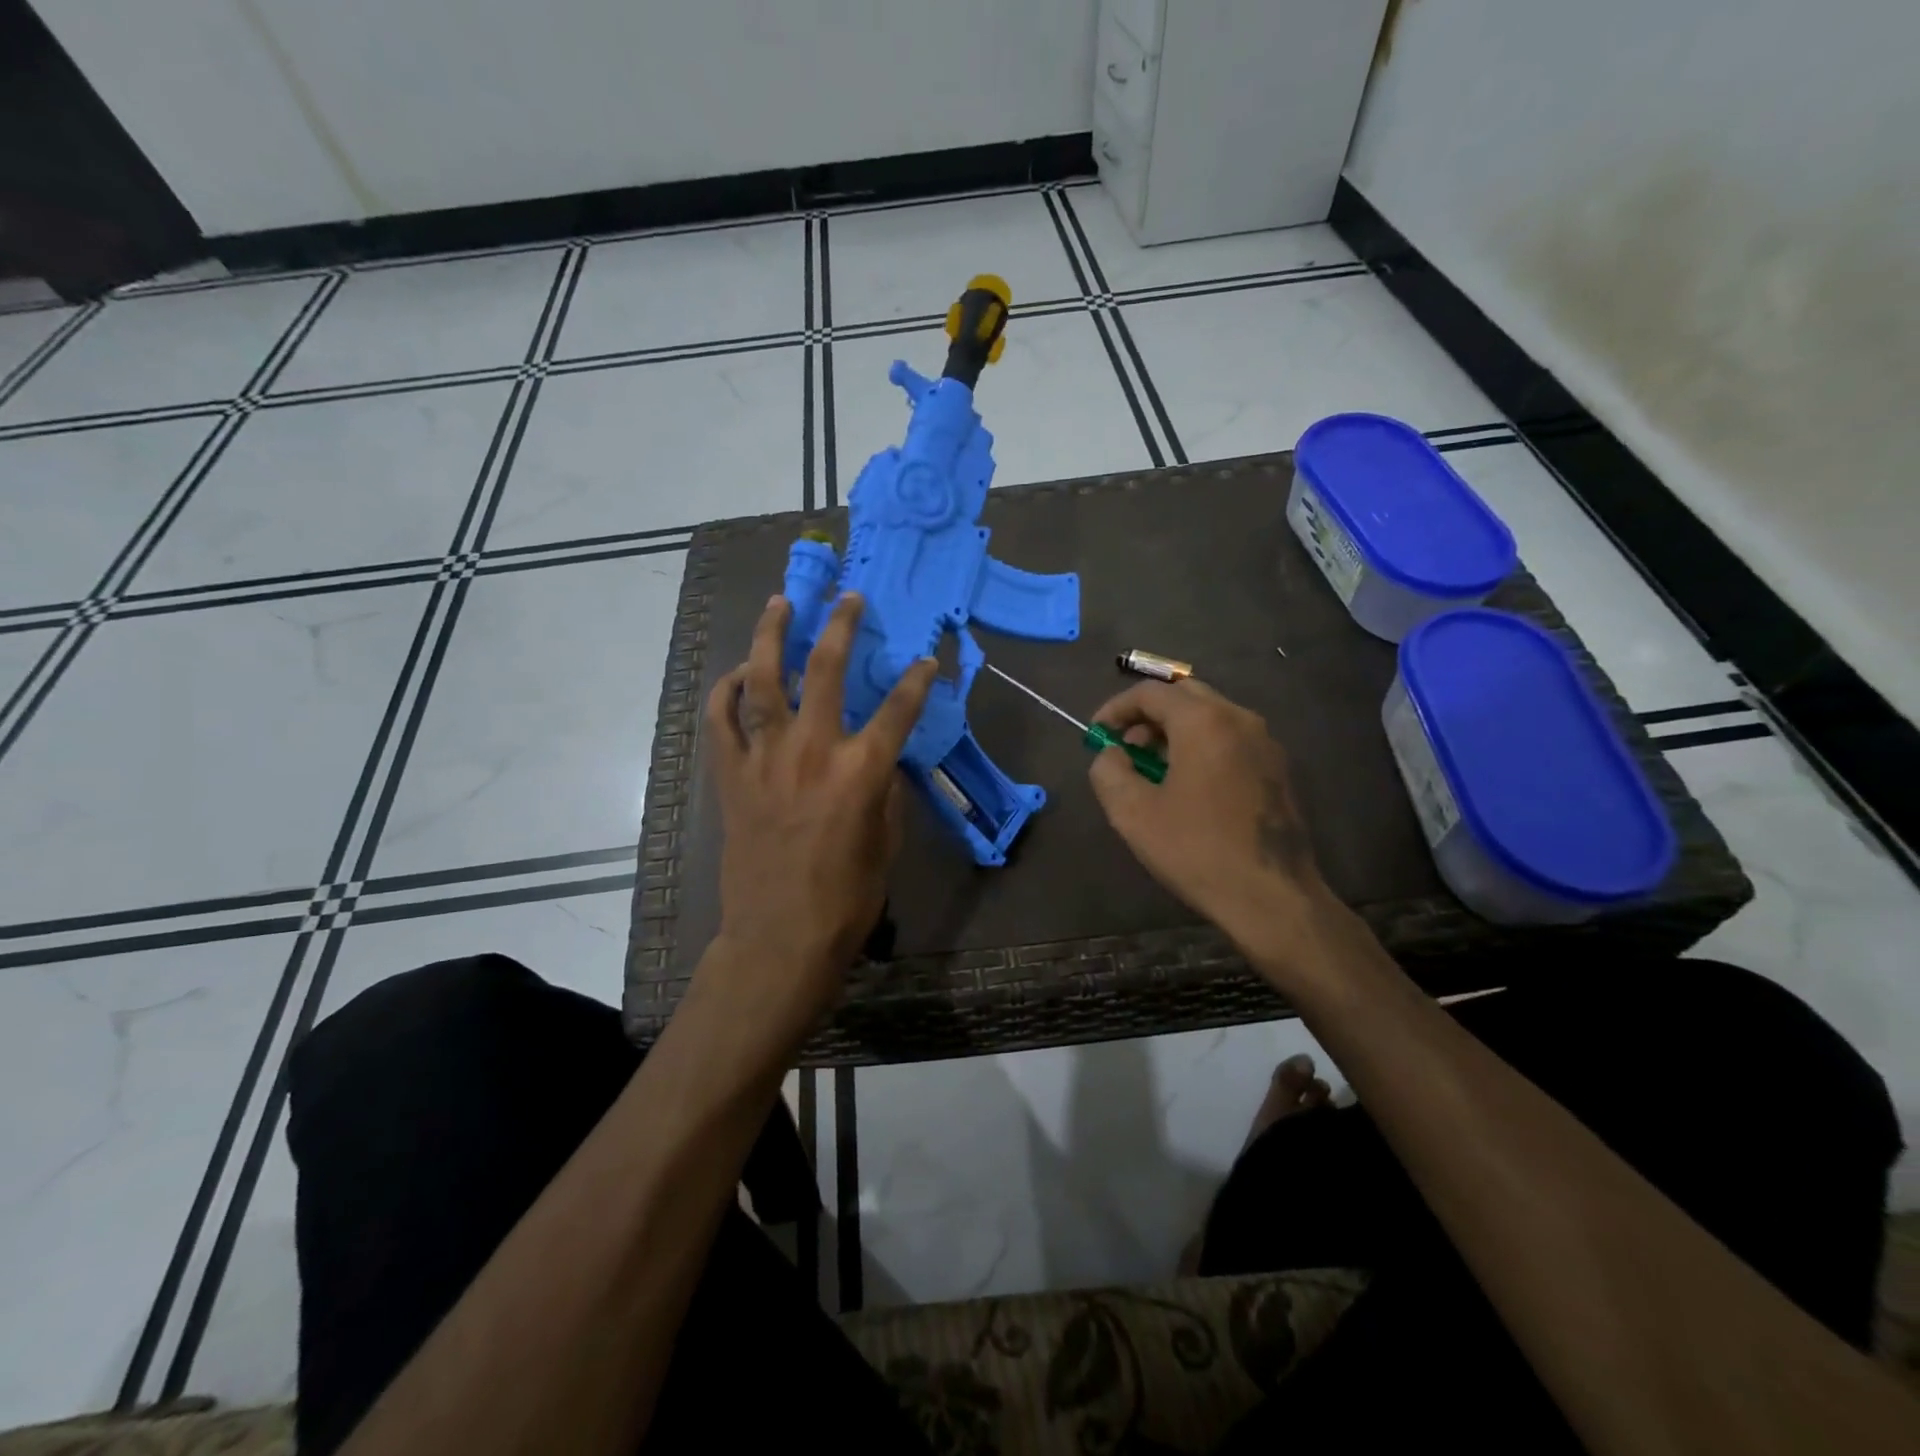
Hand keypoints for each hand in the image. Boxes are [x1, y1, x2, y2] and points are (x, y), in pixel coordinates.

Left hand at [703, 593, 935, 1036]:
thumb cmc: (846, 898)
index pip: (898, 709)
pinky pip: (721, 721)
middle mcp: (811, 752)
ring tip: (779, 604)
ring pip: (765, 681)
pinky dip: (727, 692)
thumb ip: (884, 791)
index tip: (927, 660)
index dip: (918, 680)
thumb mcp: (886, 842)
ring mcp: (764, 760)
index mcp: (860, 771)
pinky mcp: (731, 777)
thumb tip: (880, 760)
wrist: (779, 938)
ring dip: (772, 637)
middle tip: (848, 597)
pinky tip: (738, 674)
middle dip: (840, 626)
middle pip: (826, 671)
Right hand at [1087, 679, 1334, 971]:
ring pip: (1209, 716)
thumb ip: (1108, 770)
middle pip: (1183, 696)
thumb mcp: (1132, 813)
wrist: (1272, 897)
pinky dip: (1200, 746)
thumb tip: (1111, 754)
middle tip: (1124, 748)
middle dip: (1146, 716)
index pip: (1150, 692)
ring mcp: (1265, 742)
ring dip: (1173, 732)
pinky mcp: (1277, 768)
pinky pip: (1230, 739)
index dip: (1115, 709)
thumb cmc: (1196, 850)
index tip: (1096, 735)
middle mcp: (1239, 719)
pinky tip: (1187, 786)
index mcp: (1204, 721)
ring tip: (1151, 770)